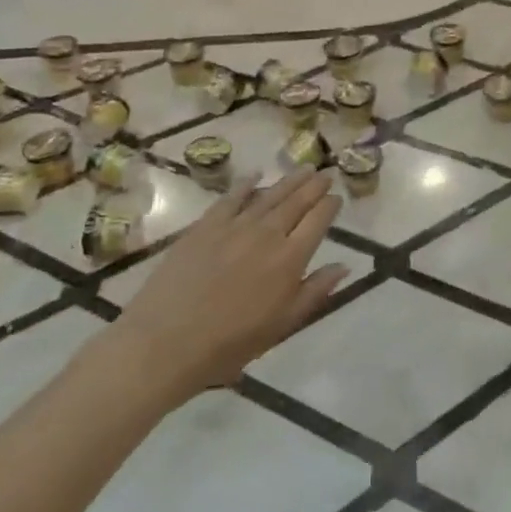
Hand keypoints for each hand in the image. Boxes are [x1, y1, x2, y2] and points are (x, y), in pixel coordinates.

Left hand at [110, 169, 347, 389]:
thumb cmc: (230, 343)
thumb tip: (344, 265)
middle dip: (314, 186)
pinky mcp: (205, 226)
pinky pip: (231, 198)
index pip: (318, 221)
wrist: (167, 342)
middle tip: (325, 172)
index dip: (330, 206)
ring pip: (269, 195)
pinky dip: (246, 185)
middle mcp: (267, 234)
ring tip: (303, 168)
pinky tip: (255, 175)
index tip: (337, 196)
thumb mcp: (283, 325)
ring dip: (289, 180)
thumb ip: (315, 291)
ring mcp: (234, 226)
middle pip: (296, 202)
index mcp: (290, 259)